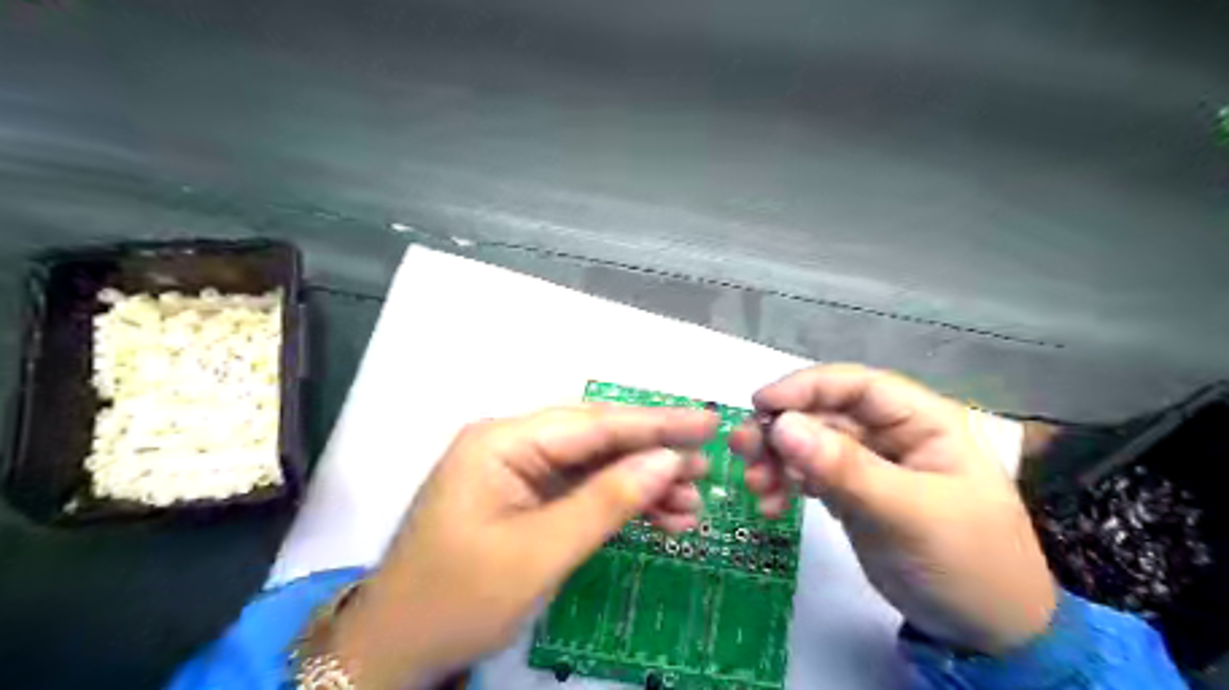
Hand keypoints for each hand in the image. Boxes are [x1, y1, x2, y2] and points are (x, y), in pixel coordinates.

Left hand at [326, 403, 721, 689]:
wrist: (398, 649)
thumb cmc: (459, 598)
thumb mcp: (539, 553)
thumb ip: (606, 501)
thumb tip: (667, 461)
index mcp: (503, 442)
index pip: (593, 424)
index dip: (655, 422)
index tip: (706, 420)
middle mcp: (512, 445)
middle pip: (596, 440)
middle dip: (652, 454)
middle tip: (708, 467)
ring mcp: (519, 473)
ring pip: (595, 467)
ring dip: (642, 484)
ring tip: (692, 503)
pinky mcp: (527, 499)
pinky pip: (583, 492)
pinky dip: (621, 505)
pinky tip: (661, 517)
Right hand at [729, 365, 1055, 655]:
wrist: (985, 634)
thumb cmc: (967, 562)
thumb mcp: (909, 513)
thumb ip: (845, 468)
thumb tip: (782, 425)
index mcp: (922, 421)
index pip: (857, 386)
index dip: (806, 387)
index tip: (760, 404)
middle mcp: (892, 434)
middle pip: (825, 413)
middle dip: (782, 429)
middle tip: (743, 450)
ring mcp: (870, 464)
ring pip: (811, 443)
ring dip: (777, 459)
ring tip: (756, 487)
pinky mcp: (853, 493)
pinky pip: (810, 475)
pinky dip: (786, 485)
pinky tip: (772, 506)